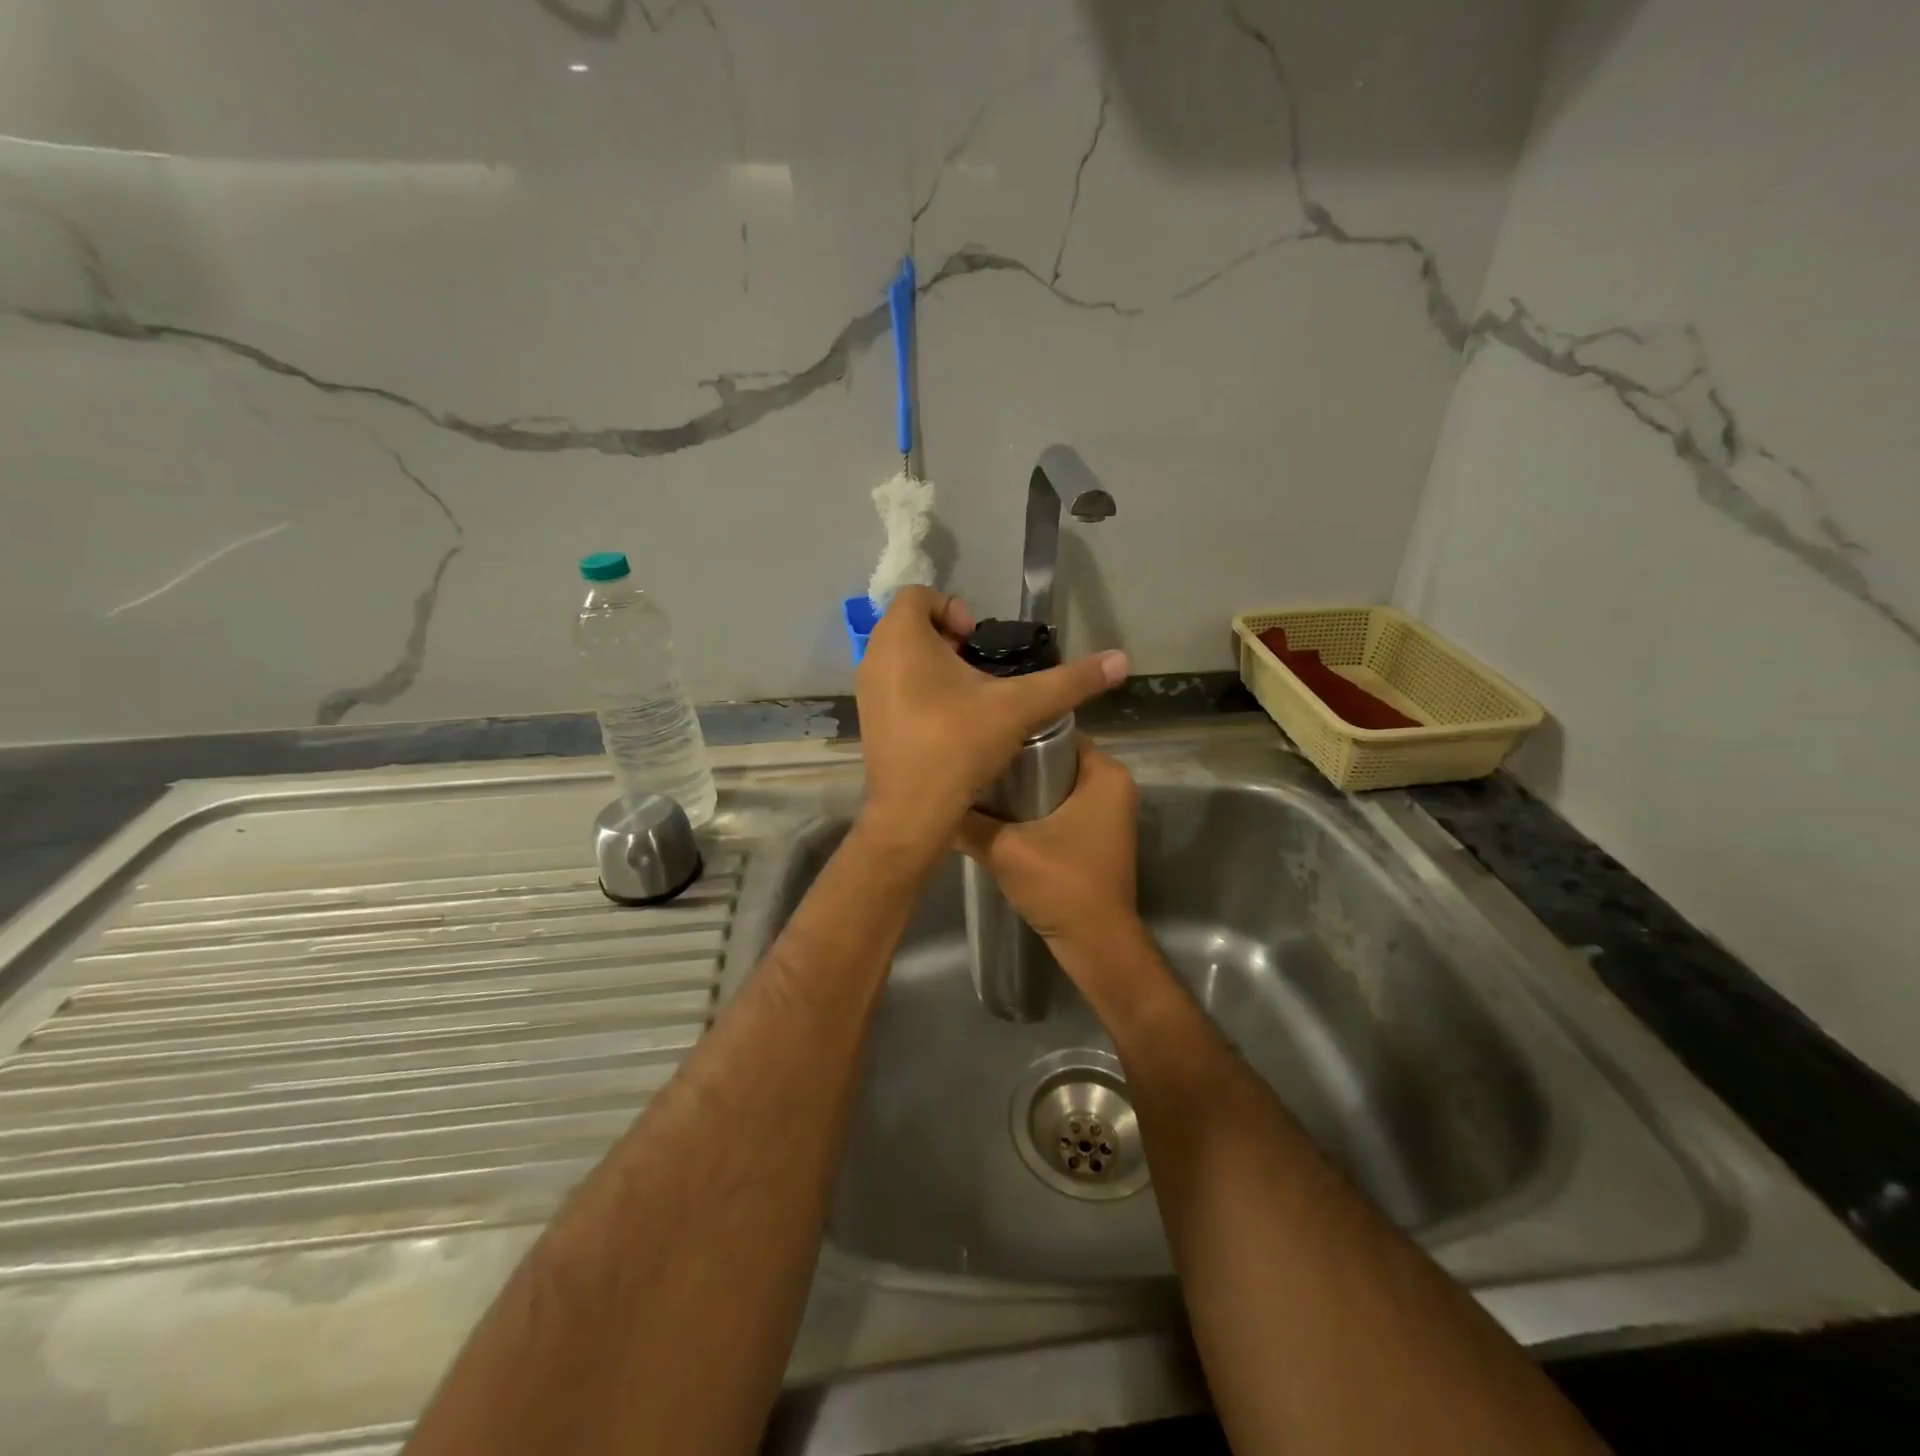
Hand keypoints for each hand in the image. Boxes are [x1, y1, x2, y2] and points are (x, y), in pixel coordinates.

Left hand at [854, 587, 1127, 853]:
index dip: (954, 608)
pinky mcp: (869, 720)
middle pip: (911, 624)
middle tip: (979, 668)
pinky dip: (919, 690)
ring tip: (971, 695)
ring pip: (901, 657)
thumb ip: (1070, 681)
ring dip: (934, 665)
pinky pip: (894, 686)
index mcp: (901, 638)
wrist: (912, 814)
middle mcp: (874, 657)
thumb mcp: (1020, 707)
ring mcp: (866, 691)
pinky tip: (950, 721)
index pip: (920, 594)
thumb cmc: (958, 745)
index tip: (978, 642)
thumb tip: (1120, 660)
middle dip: (948, 638)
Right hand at [955, 738, 1143, 976]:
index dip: (1015, 732)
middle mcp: (1113, 785)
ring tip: (976, 782)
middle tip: (971, 760)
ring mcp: (1106, 811)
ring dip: (1020, 787)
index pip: (1054, 731)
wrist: (1096, 944)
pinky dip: (1033, 808)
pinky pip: (1060, 806)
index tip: (979, 736)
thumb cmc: (1062, 885)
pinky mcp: (1096, 834)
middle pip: (1053, 757)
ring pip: (1054, 784)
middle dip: (1014, 760)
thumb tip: (930, 800)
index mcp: (1105, 773)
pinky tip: (996, 814)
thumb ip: (969, 822)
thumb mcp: (1005, 849)